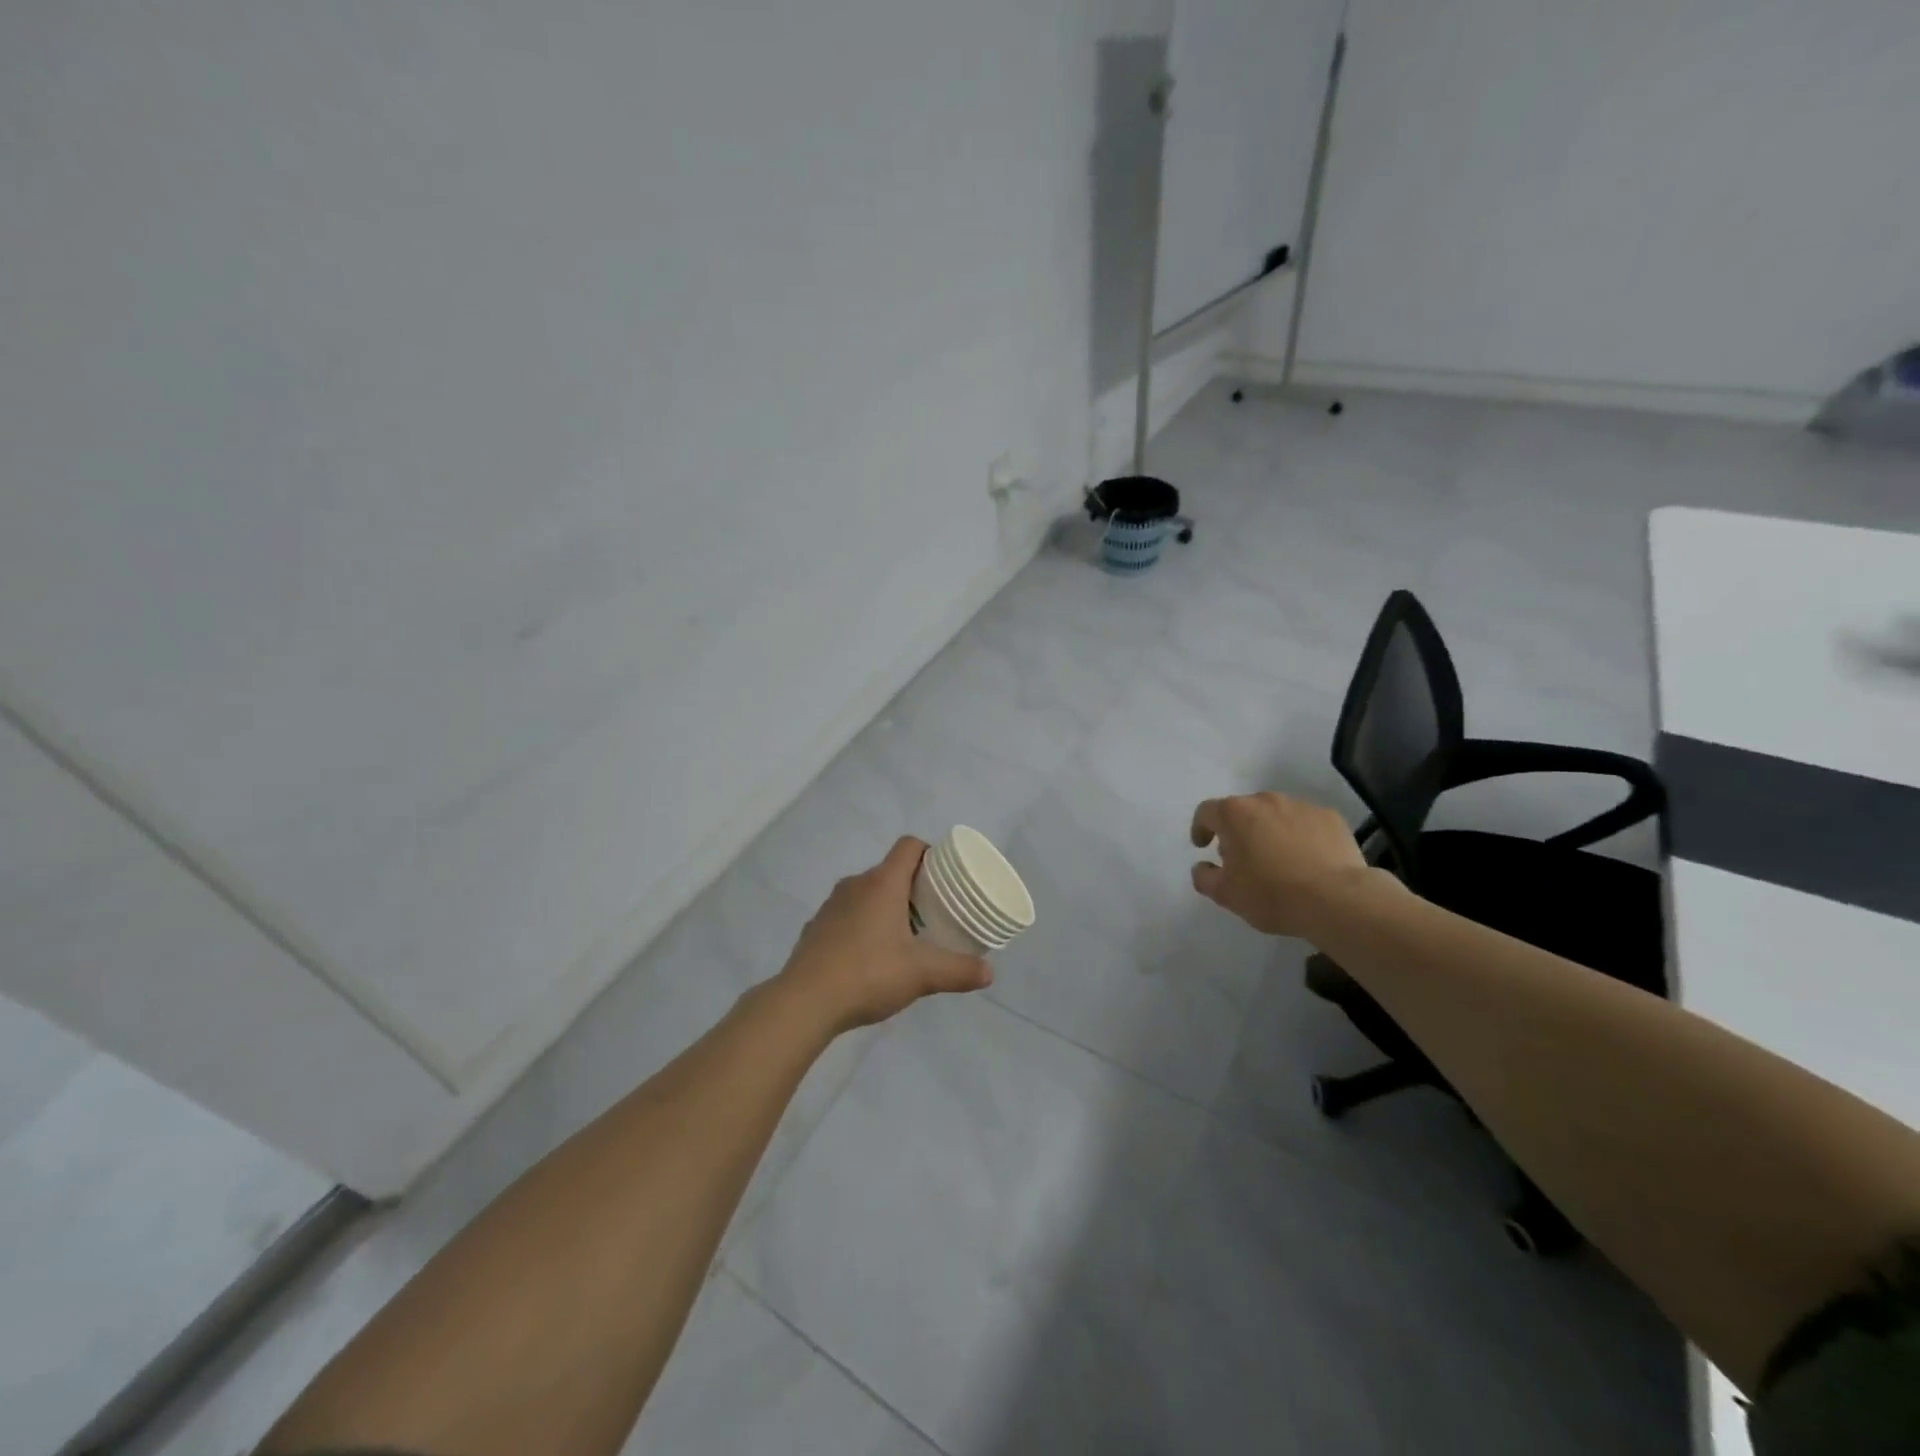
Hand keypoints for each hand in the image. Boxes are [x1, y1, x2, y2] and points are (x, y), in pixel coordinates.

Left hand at [776, 837, 993, 1033]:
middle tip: (934, 912)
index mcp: (883, 883)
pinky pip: (847, 916)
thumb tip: (989, 973)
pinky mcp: (816, 928)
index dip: (930, 853)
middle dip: (913, 886)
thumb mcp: (922, 975)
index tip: (945, 876)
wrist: (805, 1001)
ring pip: (867, 894)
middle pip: (890, 871)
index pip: (909, 846)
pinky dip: (863, 926)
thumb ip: (958, 970)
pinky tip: (871, 957)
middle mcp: (855, 885)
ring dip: (887, 906)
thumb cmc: (868, 974)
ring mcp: (831, 906)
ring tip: (905, 936)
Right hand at [1189, 792, 1383, 936]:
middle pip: (1243, 810)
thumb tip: (1202, 866)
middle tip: (1242, 858)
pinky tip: (1307, 861)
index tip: (1204, 846)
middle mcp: (1265, 800)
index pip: (1207, 812)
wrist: (1338, 899)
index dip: (1201, 828)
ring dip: (1269, 831)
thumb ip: (1204, 877)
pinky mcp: (1330, 817)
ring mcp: (1300, 806)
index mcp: (1234, 814)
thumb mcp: (1226, 895)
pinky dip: (1300, 836)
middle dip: (1237, 831)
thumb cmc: (1272, 894)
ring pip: (1275, 814)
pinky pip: (1305, 823)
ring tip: (1278, 860)